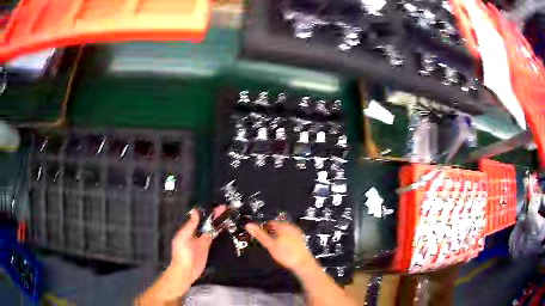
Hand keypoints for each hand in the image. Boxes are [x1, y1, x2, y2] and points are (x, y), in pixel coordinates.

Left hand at [170, 206, 225, 283]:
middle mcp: (195, 232)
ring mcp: (202, 239)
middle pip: (205, 221)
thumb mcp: (183, 237)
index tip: (213, 204)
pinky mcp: (207, 246)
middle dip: (213, 215)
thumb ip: (190, 225)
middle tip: (224, 207)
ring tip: (226, 213)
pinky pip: (213, 236)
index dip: (205, 211)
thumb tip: (195, 211)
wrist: (186, 270)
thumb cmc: (182, 253)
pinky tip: (224, 225)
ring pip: (210, 227)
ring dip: (217, 221)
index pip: (197, 217)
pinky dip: (218, 230)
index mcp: (187, 229)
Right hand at [246, 221, 315, 271]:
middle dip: (271, 233)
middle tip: (267, 243)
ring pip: (284, 232)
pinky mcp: (300, 240)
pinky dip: (285, 241)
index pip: (270, 223)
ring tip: (274, 247)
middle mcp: (291, 227)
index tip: (260, 237)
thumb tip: (248, 225)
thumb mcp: (269, 244)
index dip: (263, 229)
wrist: (302, 263)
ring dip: (278, 237)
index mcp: (283, 225)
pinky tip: (283, 249)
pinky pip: (290, 237)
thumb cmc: (285, 254)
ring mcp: (297, 233)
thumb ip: (259, 234)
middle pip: (277, 227)